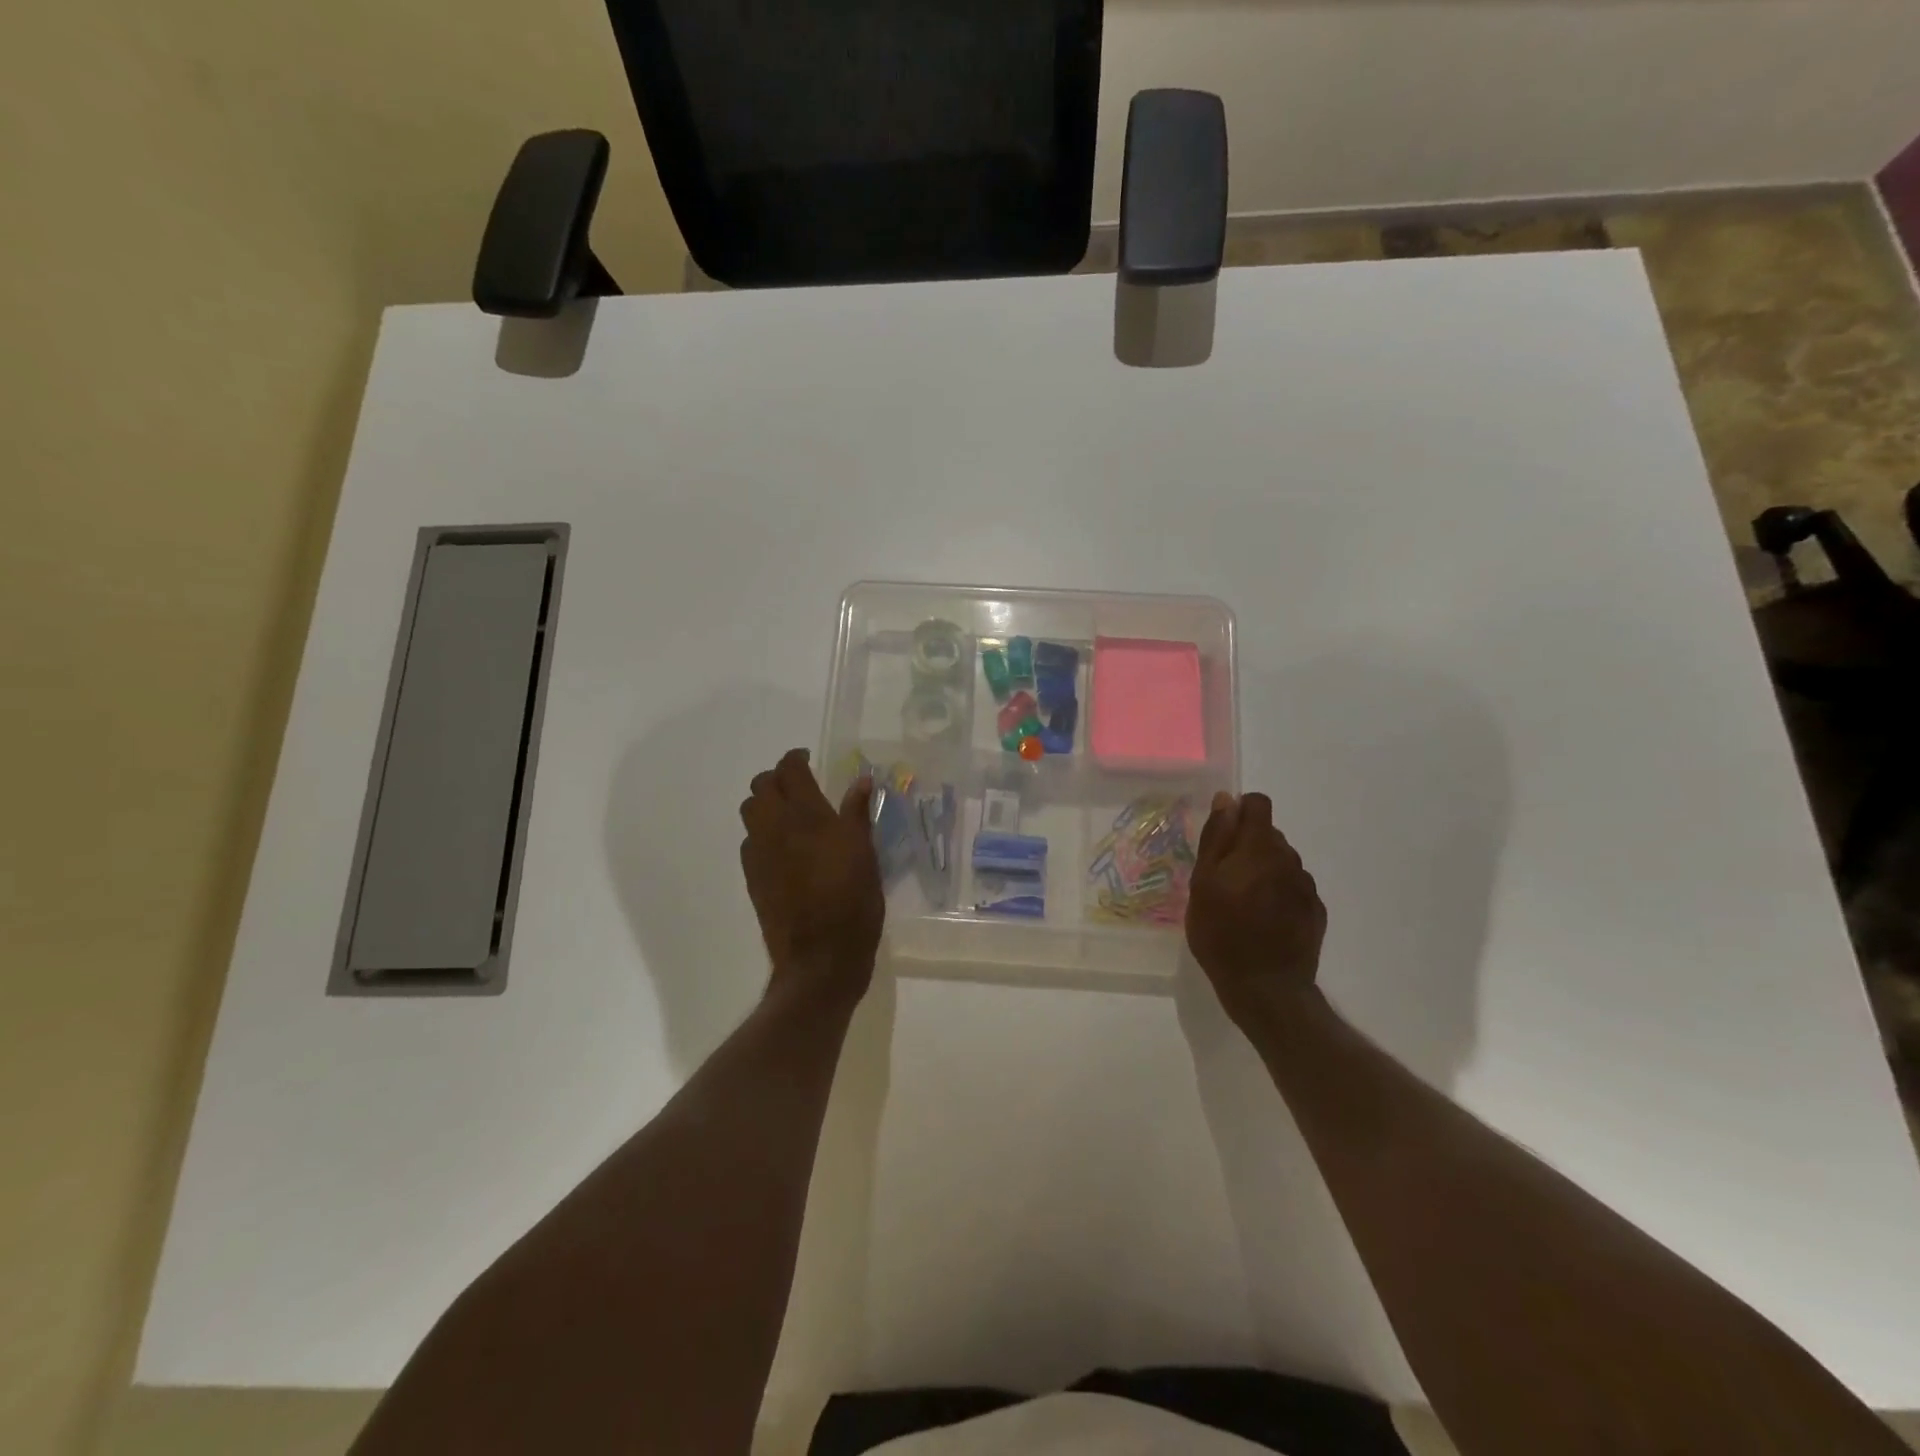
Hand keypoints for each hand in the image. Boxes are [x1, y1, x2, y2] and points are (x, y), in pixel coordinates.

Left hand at [739, 748, 883, 1004]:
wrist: (820, 956)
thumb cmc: (853, 901)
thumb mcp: (865, 854)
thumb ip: (858, 814)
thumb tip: (861, 781)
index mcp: (808, 816)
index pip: (790, 771)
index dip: (795, 758)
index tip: (806, 758)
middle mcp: (776, 827)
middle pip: (761, 787)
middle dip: (776, 778)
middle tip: (798, 785)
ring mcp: (759, 853)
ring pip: (750, 812)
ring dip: (765, 804)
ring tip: (788, 813)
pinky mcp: (751, 877)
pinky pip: (750, 841)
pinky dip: (762, 833)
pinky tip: (782, 848)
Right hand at [1186, 791, 1327, 1022]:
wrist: (1266, 988)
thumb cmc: (1221, 932)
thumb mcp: (1203, 883)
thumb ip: (1217, 838)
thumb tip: (1227, 800)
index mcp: (1259, 848)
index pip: (1258, 804)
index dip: (1238, 813)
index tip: (1222, 839)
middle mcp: (1289, 859)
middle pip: (1268, 835)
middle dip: (1247, 847)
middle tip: (1224, 880)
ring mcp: (1306, 886)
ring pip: (1281, 862)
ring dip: (1263, 871)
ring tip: (1243, 904)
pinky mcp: (1315, 911)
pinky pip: (1293, 888)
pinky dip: (1278, 894)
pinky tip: (1263, 921)